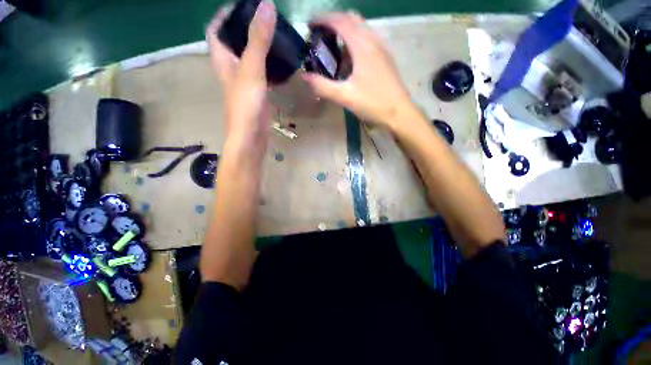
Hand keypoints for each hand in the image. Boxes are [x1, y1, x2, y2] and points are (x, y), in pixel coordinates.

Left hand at [205, 0, 276, 146]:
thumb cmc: (246, 105)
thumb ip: (258, 40)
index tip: (241, 6)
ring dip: (260, 48)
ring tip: (276, 37)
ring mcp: (246, 84)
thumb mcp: (251, 69)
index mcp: (223, 60)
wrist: (252, 137)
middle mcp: (232, 70)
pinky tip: (282, 64)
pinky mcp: (258, 95)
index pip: (216, 31)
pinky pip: (263, 76)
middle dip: (245, 29)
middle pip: (234, 43)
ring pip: (250, 59)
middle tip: (264, 20)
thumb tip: (267, 5)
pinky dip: (271, 68)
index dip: (224, 16)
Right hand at [301, 12, 414, 128]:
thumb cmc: (372, 103)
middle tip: (321, 35)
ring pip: (362, 28)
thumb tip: (305, 77)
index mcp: (362, 46)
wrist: (399, 112)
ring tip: (335, 46)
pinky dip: (356, 39)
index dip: (323, 19)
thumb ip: (323, 86)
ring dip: (346, 30)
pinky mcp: (386, 57)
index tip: (310, 25)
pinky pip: (369, 39)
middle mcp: (373, 40)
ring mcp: (382, 47)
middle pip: (352, 19)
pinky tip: (352, 58)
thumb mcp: (344, 97)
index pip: (340, 21)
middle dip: (334, 22)